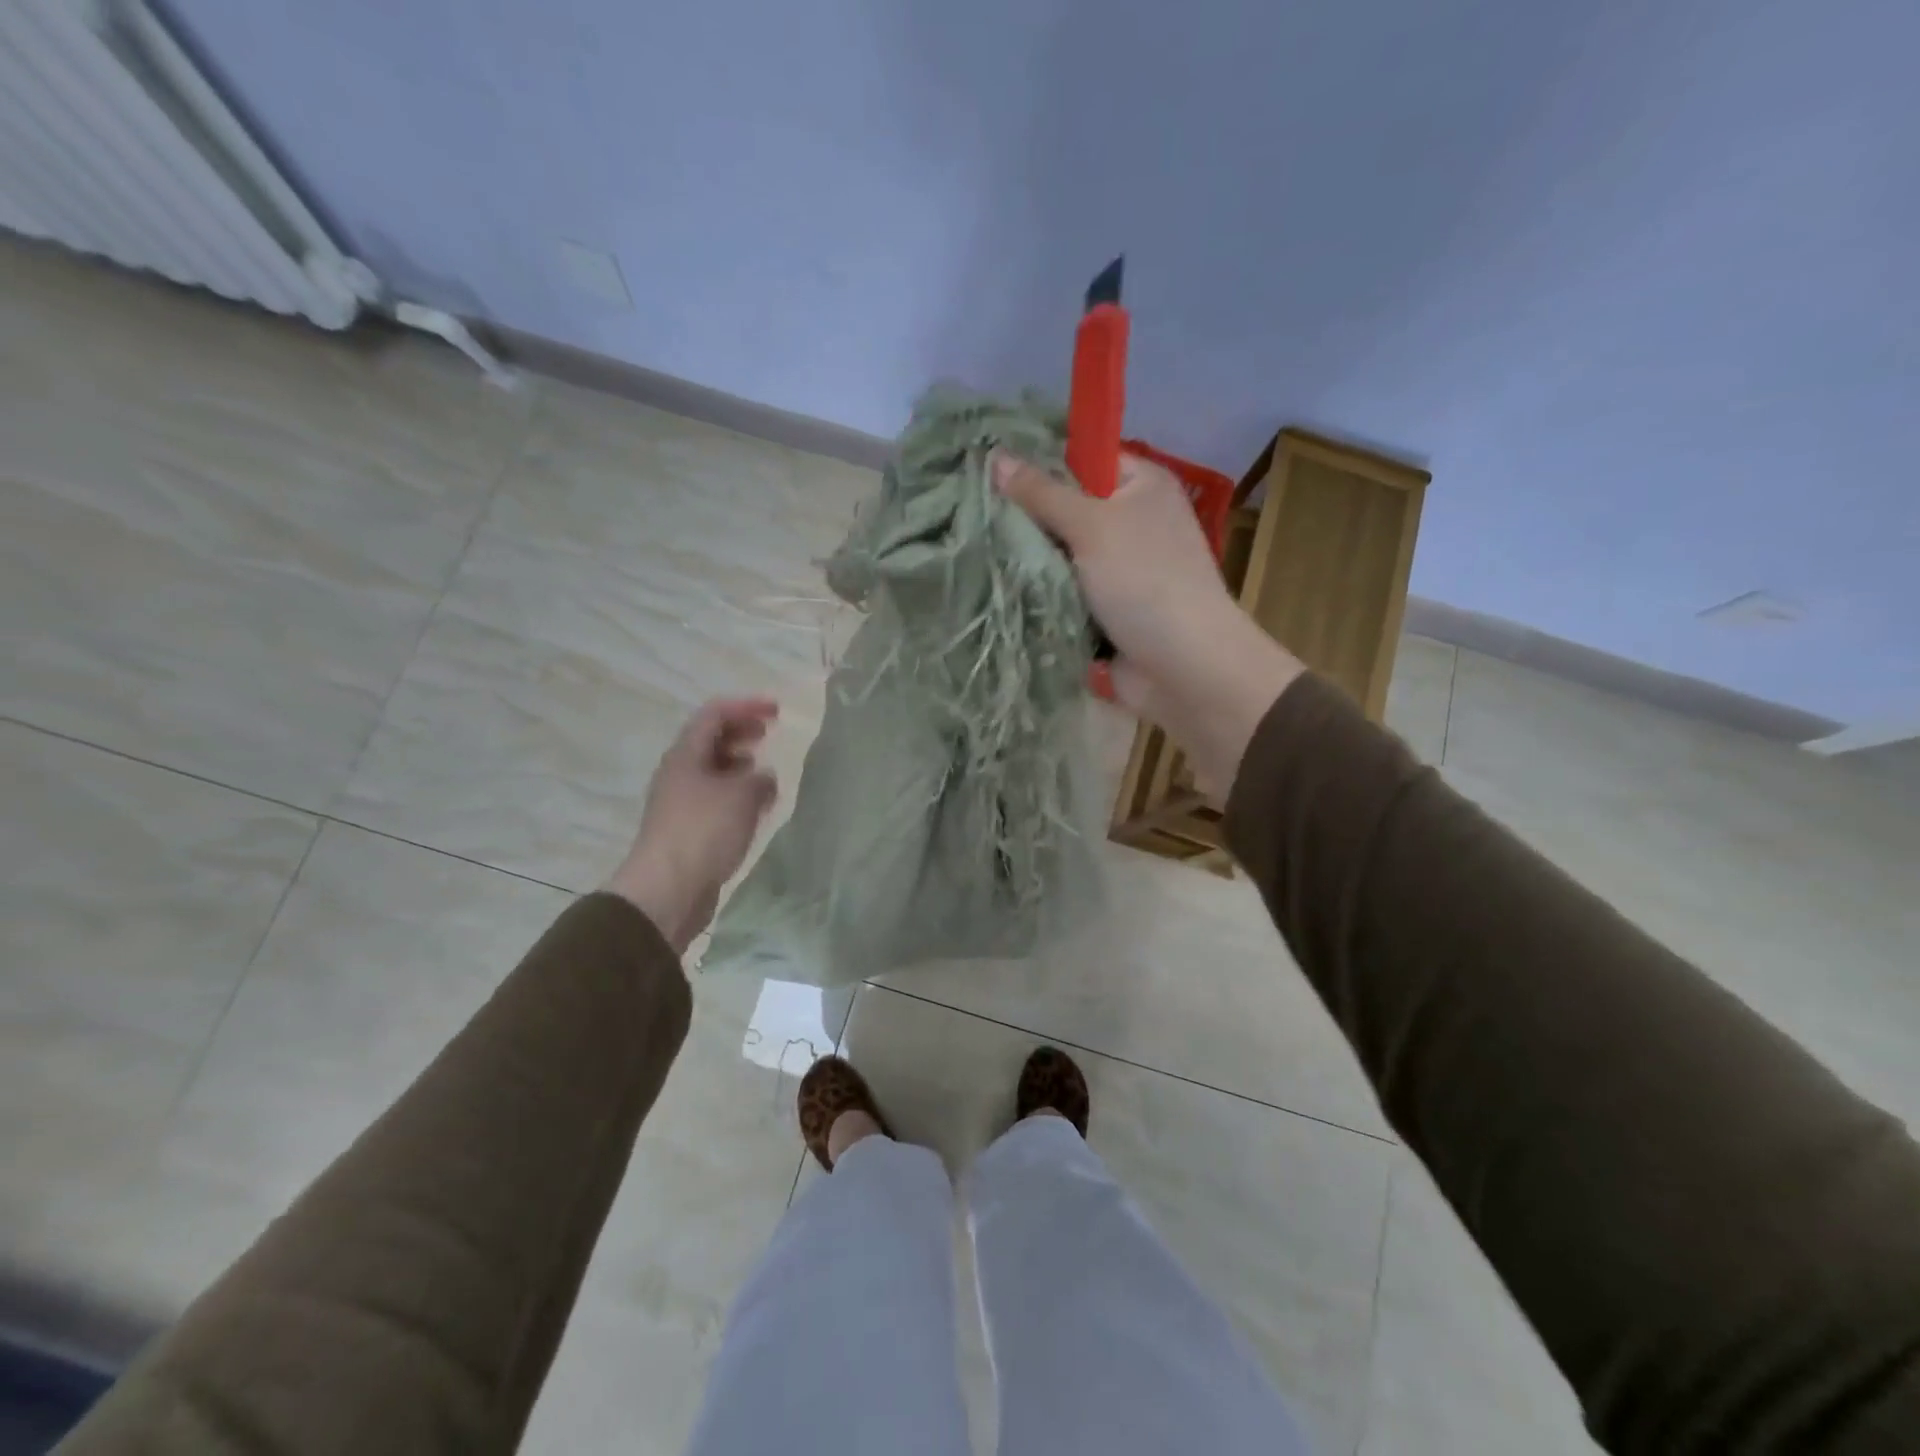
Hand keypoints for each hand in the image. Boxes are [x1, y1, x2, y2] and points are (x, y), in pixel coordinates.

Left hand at [604, 698, 780, 952]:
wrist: (668, 890)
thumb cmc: (704, 831)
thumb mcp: (742, 796)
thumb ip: (759, 779)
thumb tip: (763, 778)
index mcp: (686, 755)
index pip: (714, 714)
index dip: (746, 706)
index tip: (776, 711)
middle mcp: (679, 773)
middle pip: (710, 740)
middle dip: (740, 732)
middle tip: (768, 734)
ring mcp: (681, 802)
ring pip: (712, 771)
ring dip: (739, 765)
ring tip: (765, 773)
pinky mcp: (687, 830)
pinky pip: (714, 800)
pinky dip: (737, 795)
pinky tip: (755, 808)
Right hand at [993, 450, 1302, 796]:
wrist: (1183, 667)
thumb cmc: (1144, 581)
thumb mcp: (1091, 525)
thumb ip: (1042, 493)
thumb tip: (995, 456)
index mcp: (1142, 486)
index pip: (1084, 458)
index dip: (1041, 464)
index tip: (991, 473)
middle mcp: (1134, 521)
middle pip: (1068, 509)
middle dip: (1029, 519)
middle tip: (977, 519)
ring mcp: (1120, 569)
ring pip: (1061, 555)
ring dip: (1032, 563)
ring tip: (981, 555)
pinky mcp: (1107, 610)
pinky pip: (1065, 593)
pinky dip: (1043, 595)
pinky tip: (1003, 590)